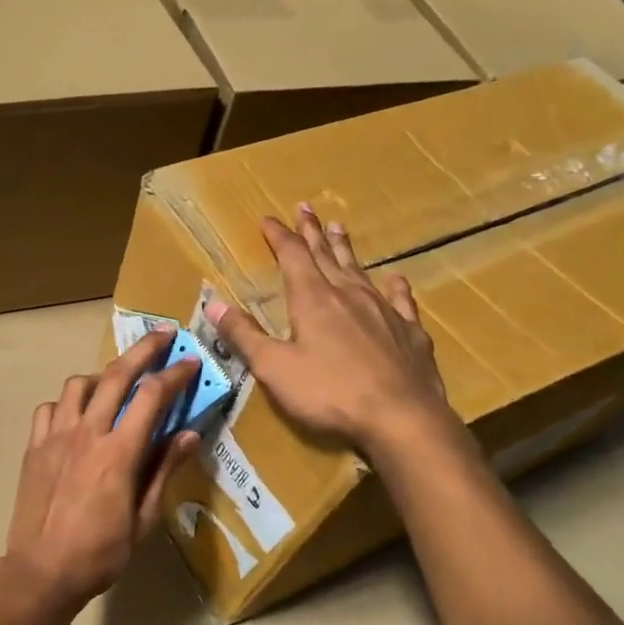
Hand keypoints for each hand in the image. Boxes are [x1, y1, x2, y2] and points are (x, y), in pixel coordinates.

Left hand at [2, 328, 201, 613]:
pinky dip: (66, 403)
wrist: (41, 571)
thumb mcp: (143, 518)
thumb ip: (164, 470)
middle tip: (163, 334)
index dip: (175, 374)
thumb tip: (190, 434)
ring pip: (78, 385)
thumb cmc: (100, 553)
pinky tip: (76, 416)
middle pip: (116, 375)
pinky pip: (49, 408)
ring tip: (116, 383)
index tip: (191, 361)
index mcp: (118, 452)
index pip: (152, 396)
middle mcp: (86, 433)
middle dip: (144, 349)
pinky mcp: (33, 447)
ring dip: (102, 375)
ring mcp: (55, 437)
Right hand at [205, 205, 457, 456]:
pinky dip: (395, 286)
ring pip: (360, 270)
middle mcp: (349, 295)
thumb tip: (213, 304)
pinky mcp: (409, 332)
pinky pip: (401, 300)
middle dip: (311, 232)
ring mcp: (384, 311)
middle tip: (305, 207)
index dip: (279, 236)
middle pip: (326, 255)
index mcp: (313, 300)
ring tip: (339, 227)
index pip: (292, 256)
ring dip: (346, 249)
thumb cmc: (329, 393)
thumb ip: (244, 335)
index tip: (268, 219)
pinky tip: (395, 278)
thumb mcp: (274, 368)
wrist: (401, 417)